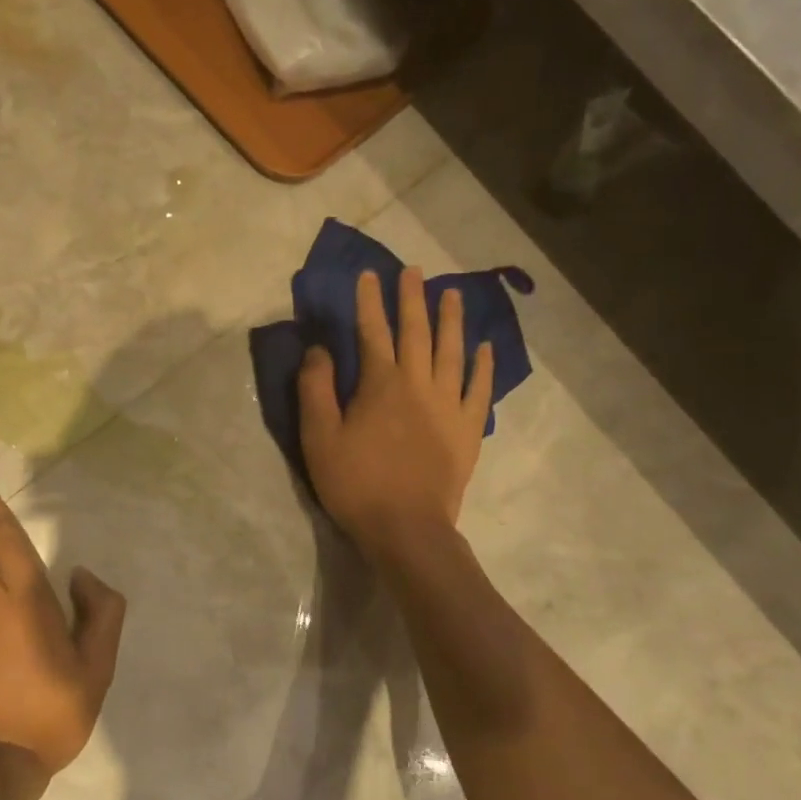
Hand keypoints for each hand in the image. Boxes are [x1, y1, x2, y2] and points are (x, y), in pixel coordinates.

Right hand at [299, 267, 493, 558]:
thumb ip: (316, 388)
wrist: (407, 528)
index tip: (369, 275)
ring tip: (453, 294)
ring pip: (452, 351)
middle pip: (416, 332)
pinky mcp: (468, 429)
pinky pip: (479, 388)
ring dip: (451, 320)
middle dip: (412, 299)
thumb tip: (320, 349)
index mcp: (380, 383)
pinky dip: (483, 365)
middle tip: (414, 271)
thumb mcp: (319, 437)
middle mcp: (418, 383)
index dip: (369, 301)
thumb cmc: (355, 483)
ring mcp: (449, 405)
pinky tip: (484, 347)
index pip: (372, 331)